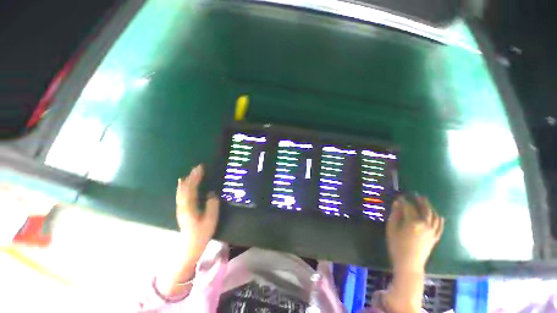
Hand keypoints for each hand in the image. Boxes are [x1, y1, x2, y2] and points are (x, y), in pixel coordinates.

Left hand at [176, 164, 219, 259]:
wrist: (190, 246)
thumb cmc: (202, 233)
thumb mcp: (211, 220)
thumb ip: (212, 205)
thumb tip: (211, 194)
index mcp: (189, 207)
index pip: (191, 188)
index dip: (195, 177)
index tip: (201, 168)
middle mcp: (182, 205)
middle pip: (185, 187)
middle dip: (192, 176)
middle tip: (198, 167)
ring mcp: (181, 207)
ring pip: (182, 190)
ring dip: (187, 180)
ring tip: (192, 172)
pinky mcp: (182, 209)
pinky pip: (181, 194)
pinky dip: (183, 186)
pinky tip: (183, 183)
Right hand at [386, 195, 443, 272]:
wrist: (409, 264)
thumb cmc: (397, 246)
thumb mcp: (392, 228)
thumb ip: (395, 215)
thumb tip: (397, 203)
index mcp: (413, 222)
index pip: (408, 207)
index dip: (403, 200)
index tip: (399, 197)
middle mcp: (426, 224)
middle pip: (424, 209)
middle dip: (420, 201)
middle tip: (415, 195)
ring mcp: (432, 231)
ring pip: (434, 216)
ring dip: (430, 207)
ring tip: (425, 202)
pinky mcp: (435, 238)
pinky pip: (440, 227)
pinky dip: (440, 220)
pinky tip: (439, 216)